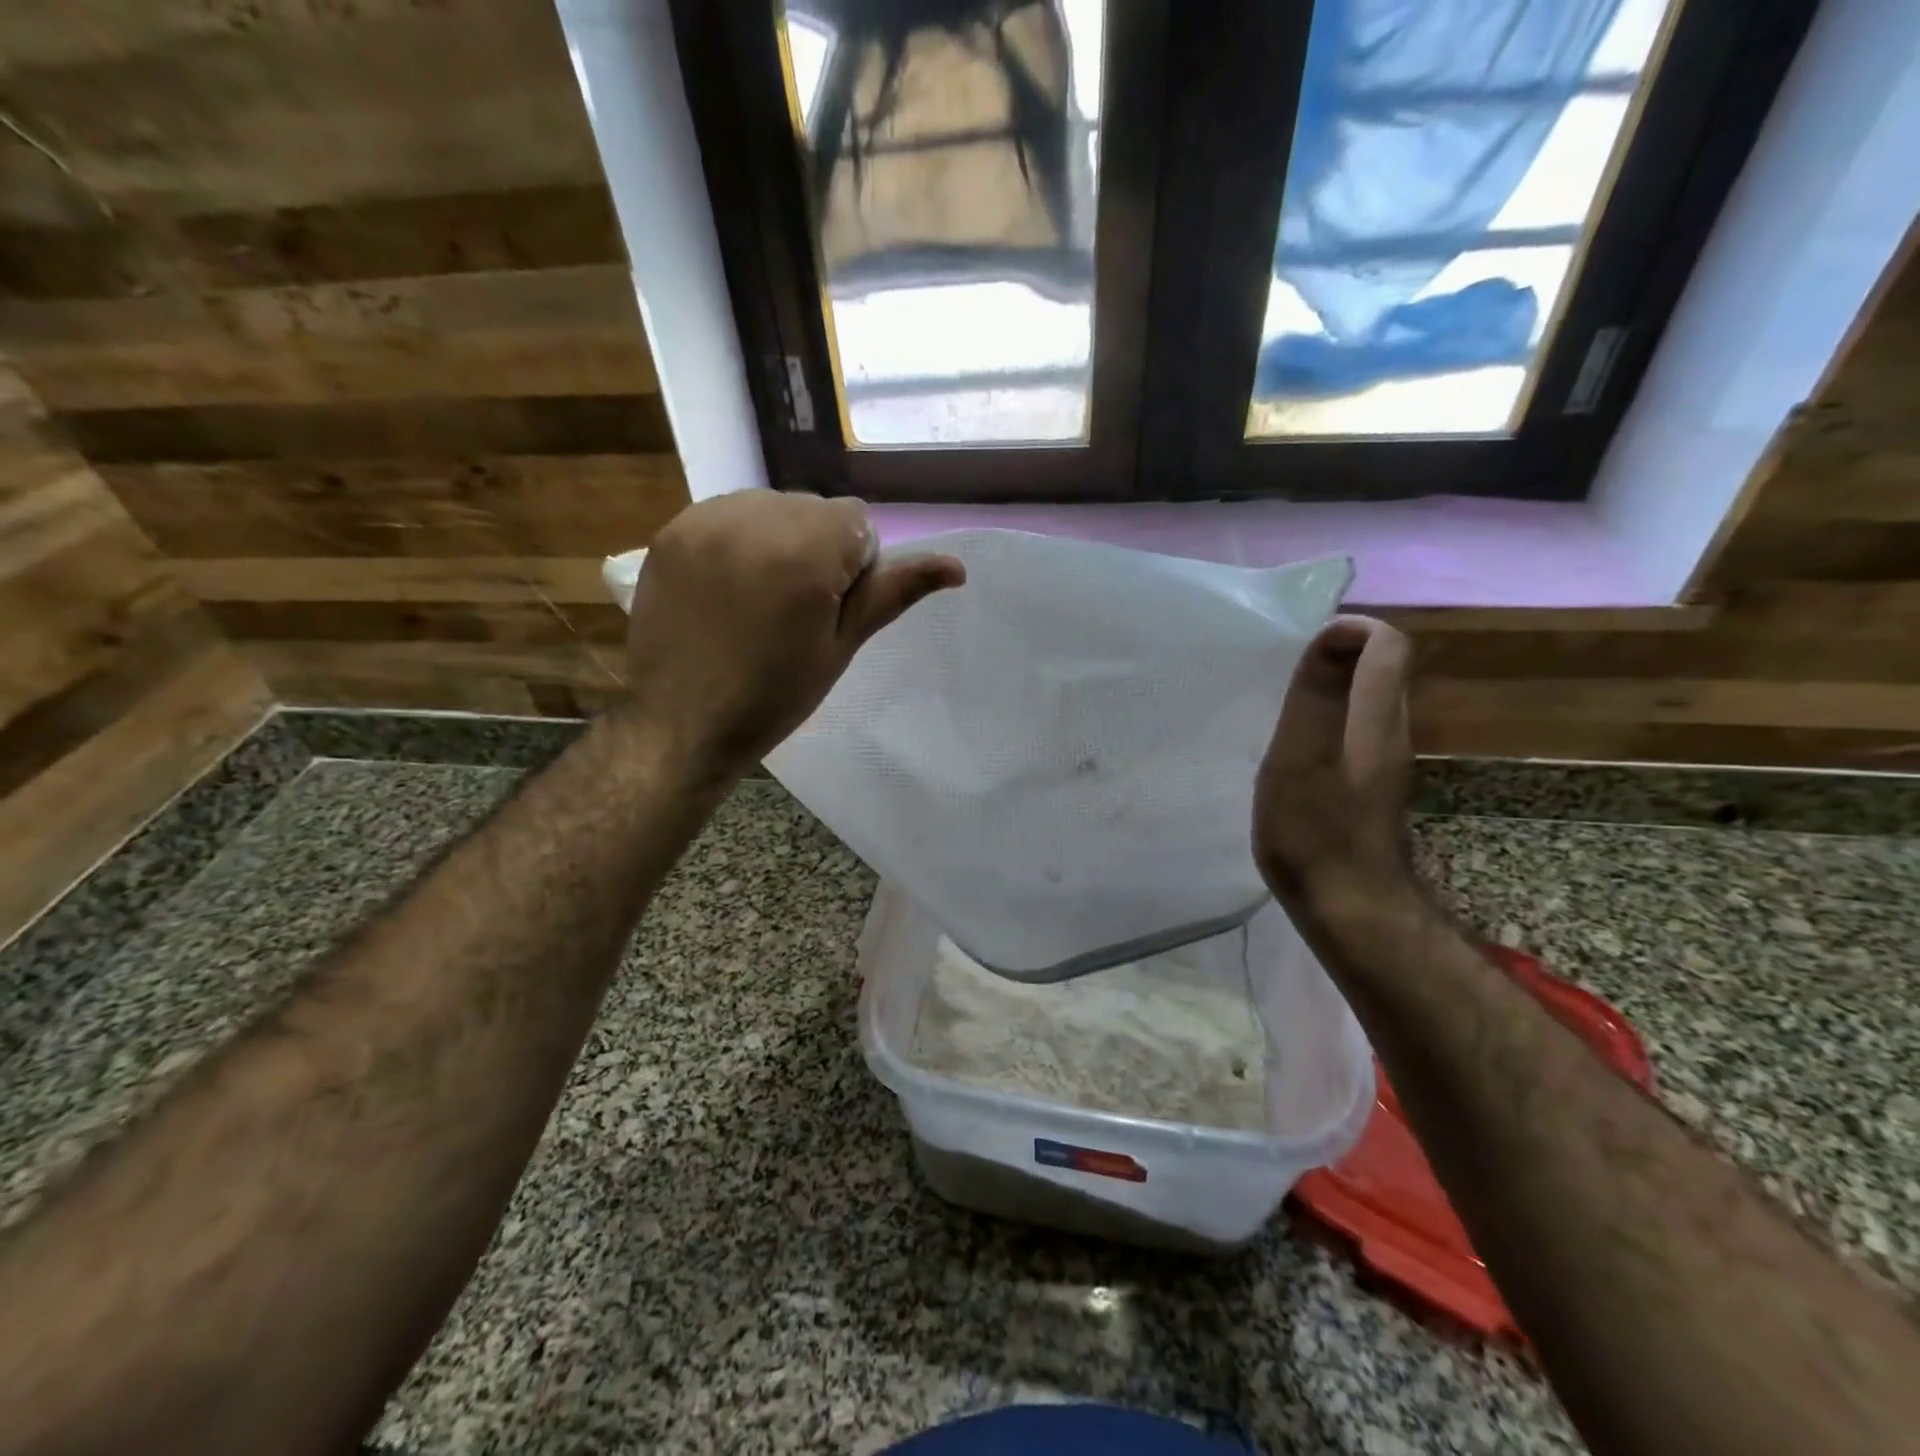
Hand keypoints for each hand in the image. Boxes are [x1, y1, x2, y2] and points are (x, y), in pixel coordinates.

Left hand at [617, 490, 964, 780]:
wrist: (682, 724)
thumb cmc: (774, 696)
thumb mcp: (842, 646)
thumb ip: (893, 593)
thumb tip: (957, 566)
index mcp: (805, 551)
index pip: (857, 520)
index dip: (855, 564)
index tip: (830, 609)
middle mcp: (754, 519)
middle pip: (813, 509)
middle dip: (818, 547)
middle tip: (797, 608)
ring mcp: (705, 521)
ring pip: (770, 507)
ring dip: (778, 538)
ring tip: (759, 596)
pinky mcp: (671, 531)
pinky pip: (726, 515)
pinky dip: (739, 540)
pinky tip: (727, 587)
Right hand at [1254, 615, 1414, 911]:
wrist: (1348, 905)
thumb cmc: (1314, 828)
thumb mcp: (1301, 755)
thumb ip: (1316, 695)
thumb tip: (1336, 633)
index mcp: (1377, 718)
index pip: (1387, 646)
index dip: (1350, 631)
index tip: (1303, 648)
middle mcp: (1391, 732)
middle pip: (1380, 671)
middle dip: (1336, 657)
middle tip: (1285, 676)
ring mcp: (1384, 763)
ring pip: (1366, 703)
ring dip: (1330, 692)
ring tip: (1283, 710)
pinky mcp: (1370, 788)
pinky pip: (1354, 733)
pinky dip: (1327, 725)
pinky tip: (1294, 753)